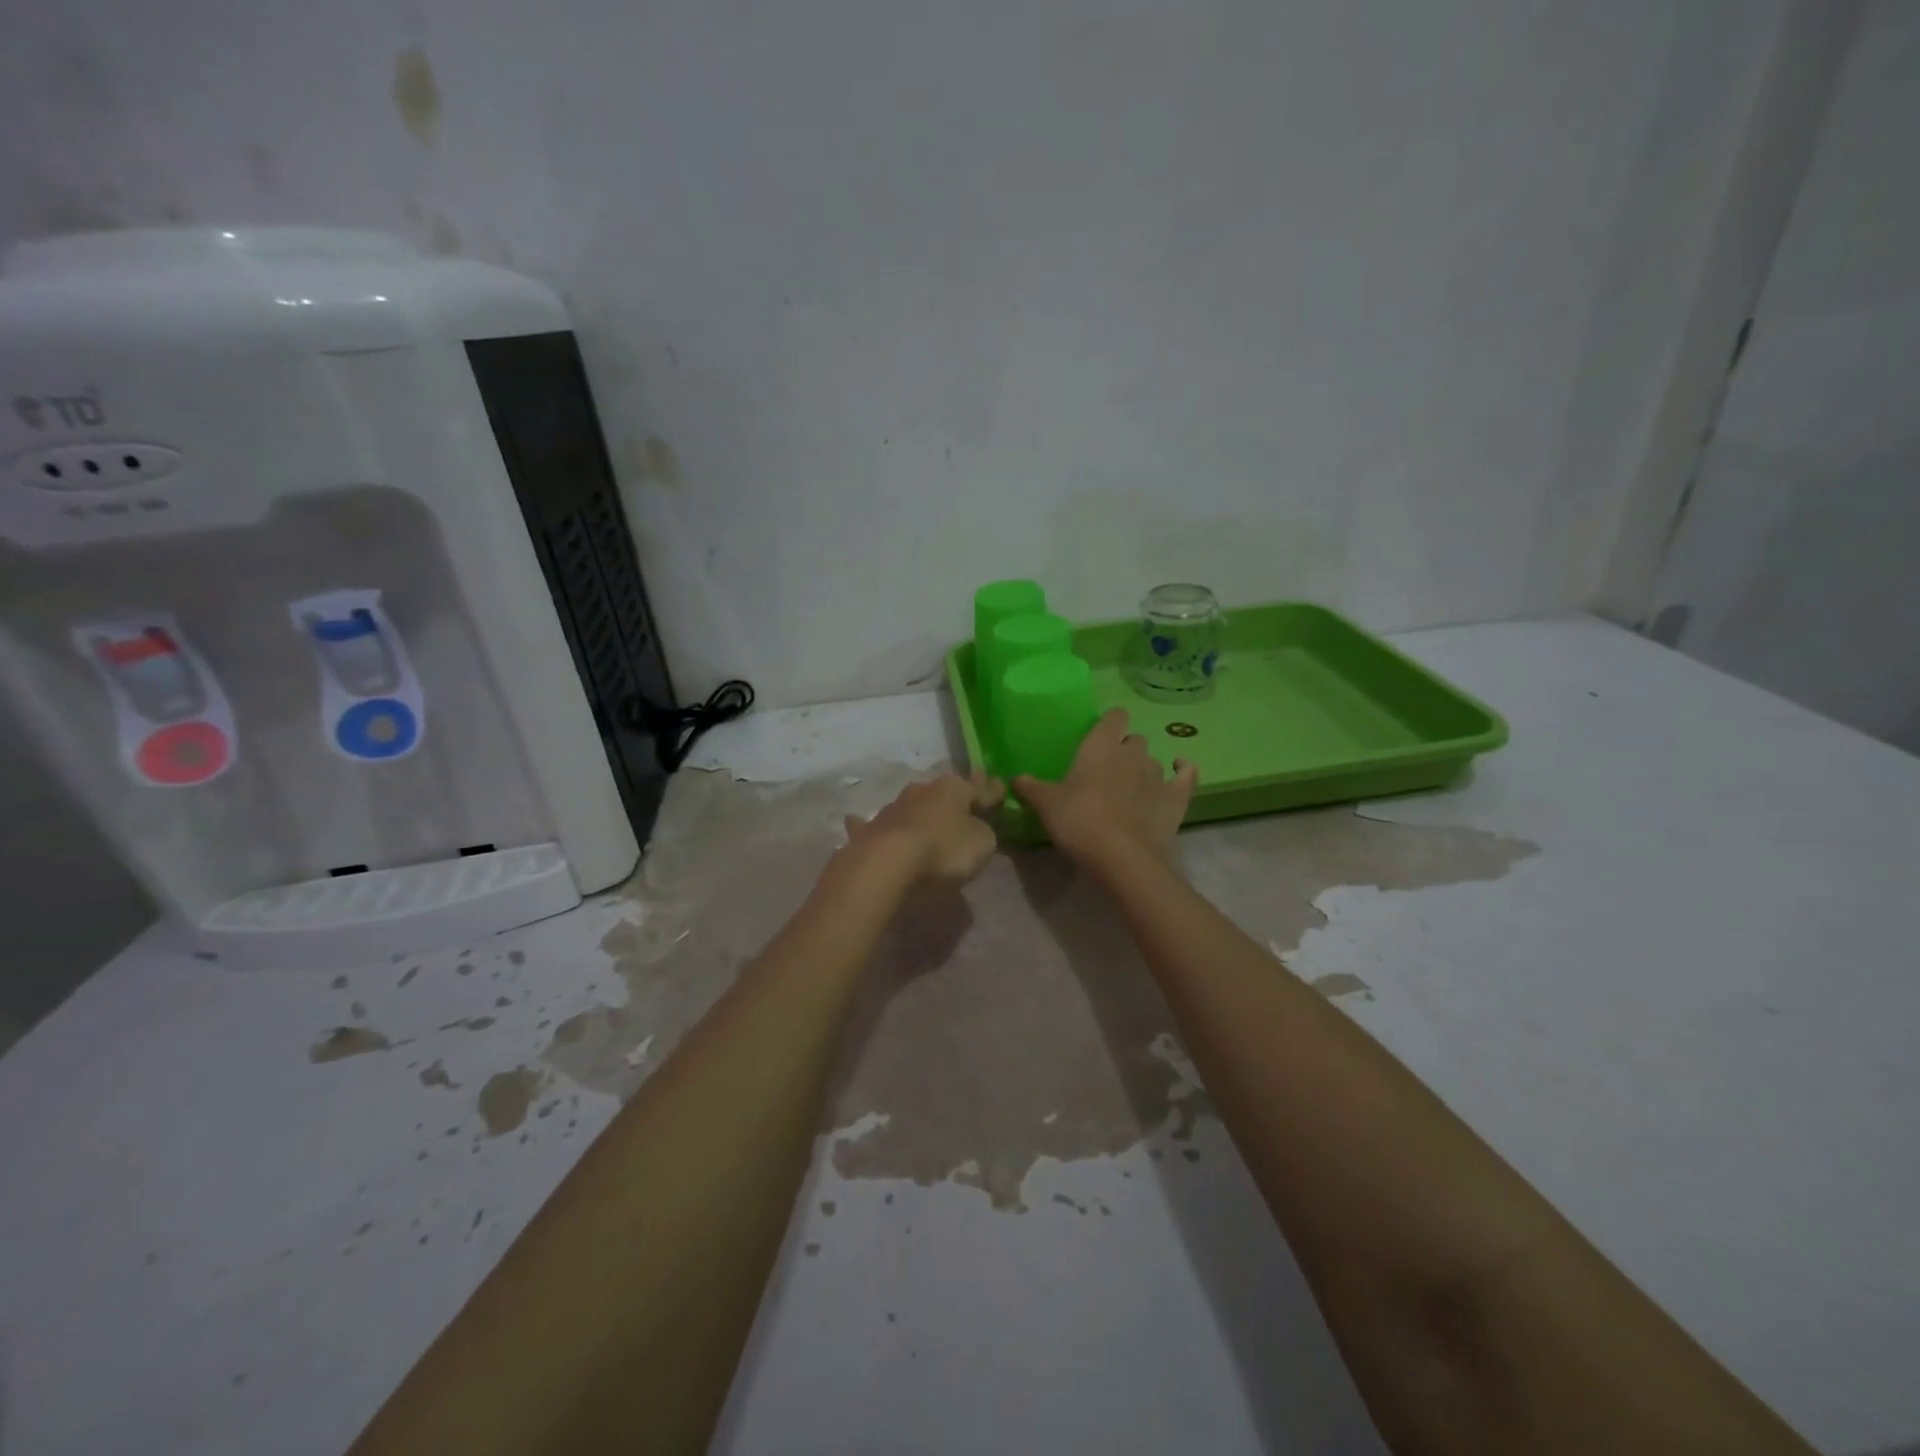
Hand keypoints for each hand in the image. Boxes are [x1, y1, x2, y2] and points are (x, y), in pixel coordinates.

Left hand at [843, 768, 1005, 888]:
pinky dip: (868, 824)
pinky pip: (873, 825)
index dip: (992, 790)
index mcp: (953, 789)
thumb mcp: (982, 843)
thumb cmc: (944, 850)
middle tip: (962, 800)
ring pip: (910, 805)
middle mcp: (921, 791)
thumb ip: (983, 832)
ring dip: (918, 811)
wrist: (887, 864)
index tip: (1000, 785)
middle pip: (942, 793)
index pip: (979, 788)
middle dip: (952, 797)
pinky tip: (857, 821)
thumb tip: (975, 826)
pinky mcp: (869, 830)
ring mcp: (892, 808)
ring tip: (924, 819)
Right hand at [1014, 709, 1197, 869]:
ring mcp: (1158, 774)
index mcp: (1100, 746)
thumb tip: (1015, 778)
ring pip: (1154, 760)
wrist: (1121, 857)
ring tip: (1132, 789)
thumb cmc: (1078, 821)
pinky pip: (1186, 775)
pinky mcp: (1177, 797)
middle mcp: (1132, 753)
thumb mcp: (1046, 805)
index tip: (1100, 736)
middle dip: (1124, 750)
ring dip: (1144, 769)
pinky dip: (1183, 772)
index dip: (1109, 723)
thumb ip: (1030, 788)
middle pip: (1134, 739)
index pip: (1113, 717)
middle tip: (1108, 772)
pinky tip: (1180, 772)